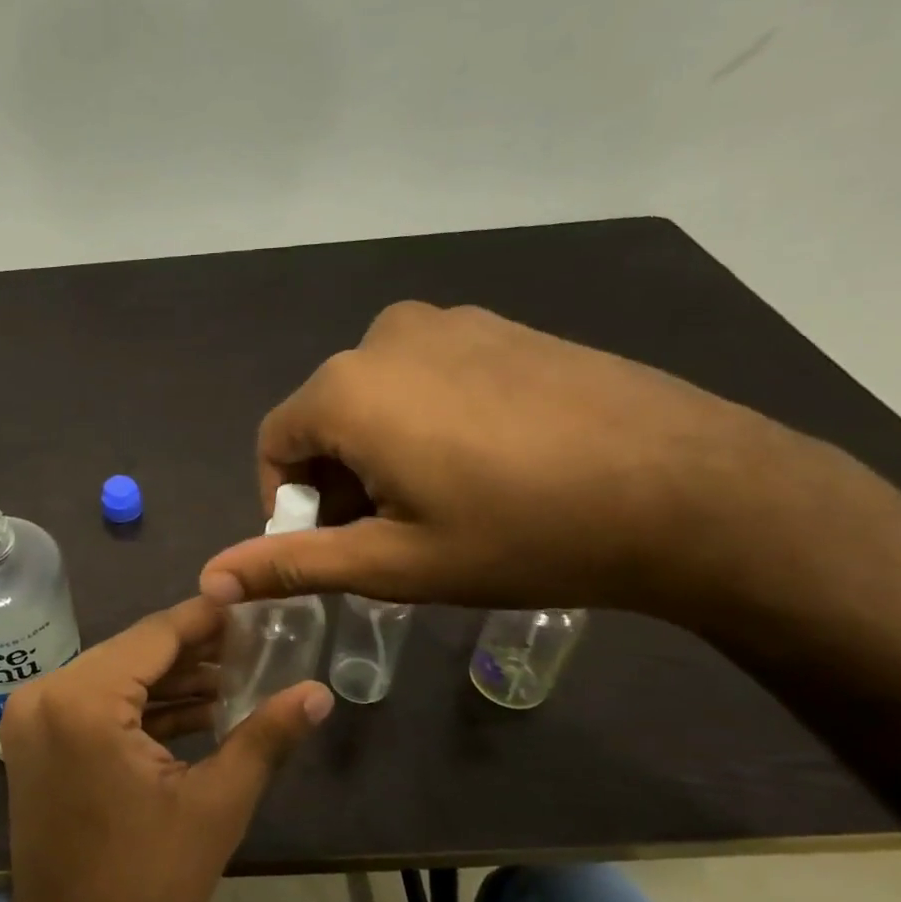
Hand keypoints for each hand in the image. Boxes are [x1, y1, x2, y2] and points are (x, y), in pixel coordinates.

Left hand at [0, 596, 332, 901]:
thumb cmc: (145, 886)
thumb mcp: (215, 807)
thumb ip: (265, 737)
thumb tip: (318, 692)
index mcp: (83, 701)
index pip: (155, 634)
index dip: (209, 618)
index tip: (254, 604)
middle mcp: (46, 694)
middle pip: (133, 652)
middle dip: (195, 651)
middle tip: (257, 644)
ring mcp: (33, 718)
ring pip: (115, 677)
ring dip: (171, 680)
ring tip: (238, 676)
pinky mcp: (35, 742)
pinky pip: (96, 705)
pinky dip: (142, 707)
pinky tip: (197, 709)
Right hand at [199, 302, 822, 615]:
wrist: (690, 490)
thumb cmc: (521, 534)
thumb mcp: (393, 563)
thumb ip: (291, 564)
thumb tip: (210, 579)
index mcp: (346, 389)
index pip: (273, 444)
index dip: (288, 504)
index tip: (332, 548)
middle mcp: (385, 337)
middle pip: (325, 419)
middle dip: (337, 480)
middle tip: (388, 537)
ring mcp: (452, 323)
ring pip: (378, 397)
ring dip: (381, 453)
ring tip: (439, 506)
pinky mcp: (503, 328)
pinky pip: (430, 376)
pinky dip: (429, 423)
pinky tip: (487, 467)